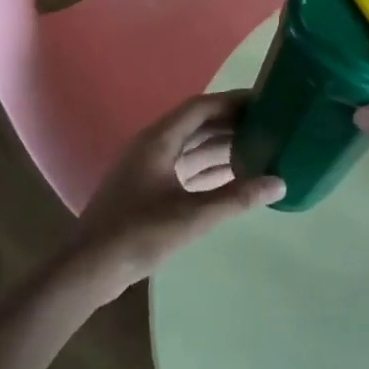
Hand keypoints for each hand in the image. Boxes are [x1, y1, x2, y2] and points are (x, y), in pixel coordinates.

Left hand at [65, 91, 285, 301]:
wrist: (89, 267)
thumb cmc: (138, 233)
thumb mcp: (193, 215)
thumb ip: (236, 197)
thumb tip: (279, 182)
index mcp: (159, 140)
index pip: (200, 107)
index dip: (231, 101)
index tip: (263, 101)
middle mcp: (154, 147)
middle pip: (197, 125)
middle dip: (231, 124)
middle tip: (269, 126)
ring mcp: (149, 169)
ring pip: (192, 148)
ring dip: (222, 147)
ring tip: (260, 149)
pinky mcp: (149, 191)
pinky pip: (185, 169)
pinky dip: (209, 170)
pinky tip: (235, 178)